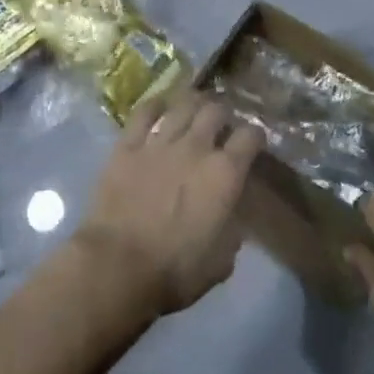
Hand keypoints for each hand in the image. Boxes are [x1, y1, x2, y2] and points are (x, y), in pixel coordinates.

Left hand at [73, 88, 262, 315]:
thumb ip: (231, 230)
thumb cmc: (175, 271)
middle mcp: (196, 147)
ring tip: (194, 106)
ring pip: (182, 105)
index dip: (255, 135)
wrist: (118, 265)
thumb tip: (230, 217)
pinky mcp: (128, 145)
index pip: (250, 137)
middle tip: (221, 123)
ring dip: (192, 103)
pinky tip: (159, 106)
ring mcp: (160, 142)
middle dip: (222, 113)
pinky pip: (143, 113)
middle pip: (215, 110)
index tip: (254, 141)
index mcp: (225, 173)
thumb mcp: (221, 261)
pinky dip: (154, 106)